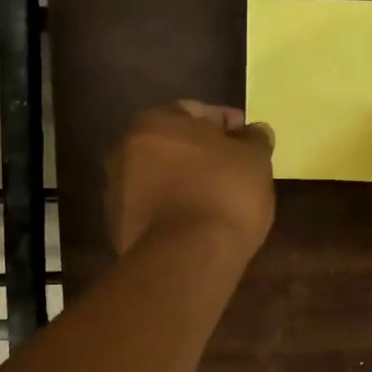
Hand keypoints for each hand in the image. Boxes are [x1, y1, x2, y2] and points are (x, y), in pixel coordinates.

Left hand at [105, 101, 274, 259]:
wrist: (188, 259)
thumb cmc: (224, 194)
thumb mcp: (255, 160)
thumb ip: (255, 139)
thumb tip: (254, 132)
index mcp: (154, 122)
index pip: (196, 112)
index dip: (227, 125)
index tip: (248, 141)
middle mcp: (125, 150)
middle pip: (172, 145)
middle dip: (200, 154)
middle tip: (232, 171)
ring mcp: (117, 191)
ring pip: (159, 178)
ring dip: (182, 182)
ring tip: (215, 201)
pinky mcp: (119, 227)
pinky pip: (153, 209)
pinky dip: (172, 210)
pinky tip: (196, 223)